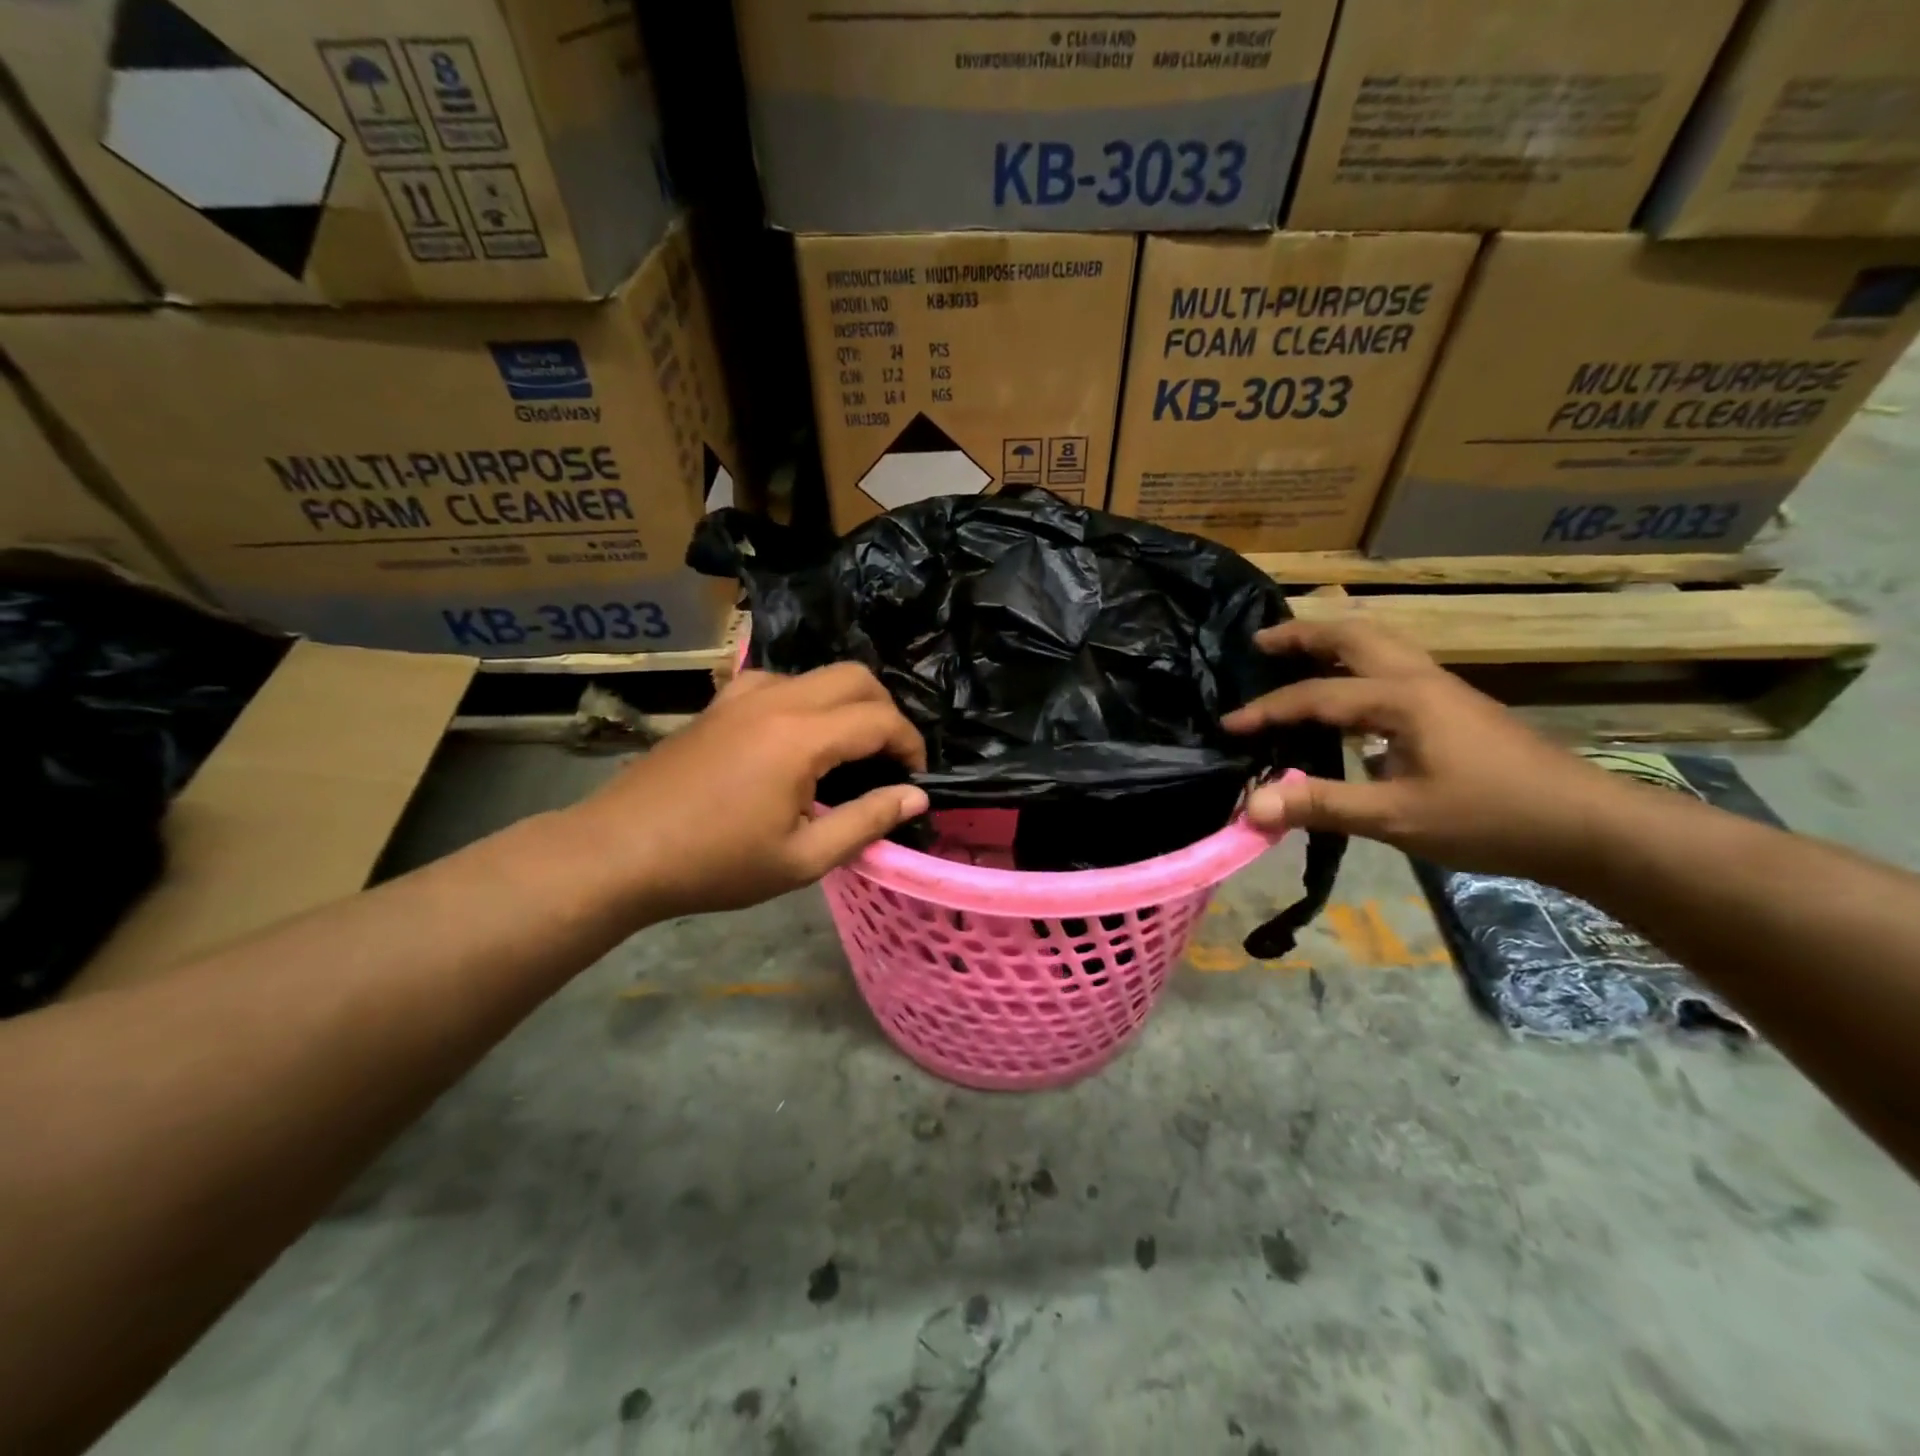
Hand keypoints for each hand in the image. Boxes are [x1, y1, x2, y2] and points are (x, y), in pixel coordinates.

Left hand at [570, 664, 928, 919]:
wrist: (620, 850)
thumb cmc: (714, 863)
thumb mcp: (801, 858)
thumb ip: (866, 821)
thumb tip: (915, 796)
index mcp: (800, 738)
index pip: (880, 720)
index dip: (910, 745)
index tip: (916, 778)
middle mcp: (777, 699)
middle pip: (856, 677)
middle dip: (886, 712)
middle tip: (889, 758)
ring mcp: (743, 694)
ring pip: (818, 674)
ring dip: (847, 702)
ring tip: (849, 749)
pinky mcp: (720, 702)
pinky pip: (779, 681)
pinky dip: (807, 699)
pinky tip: (796, 737)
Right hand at [1223, 619, 1623, 878]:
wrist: (1587, 825)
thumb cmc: (1491, 817)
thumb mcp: (1398, 818)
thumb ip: (1322, 806)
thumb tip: (1252, 805)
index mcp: (1400, 698)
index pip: (1314, 695)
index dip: (1266, 711)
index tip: (1227, 725)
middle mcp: (1418, 678)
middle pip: (1352, 635)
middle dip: (1302, 634)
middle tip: (1259, 644)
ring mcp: (1441, 688)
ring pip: (1377, 644)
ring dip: (1331, 643)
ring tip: (1295, 656)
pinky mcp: (1455, 705)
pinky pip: (1391, 666)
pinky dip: (1355, 665)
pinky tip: (1348, 699)